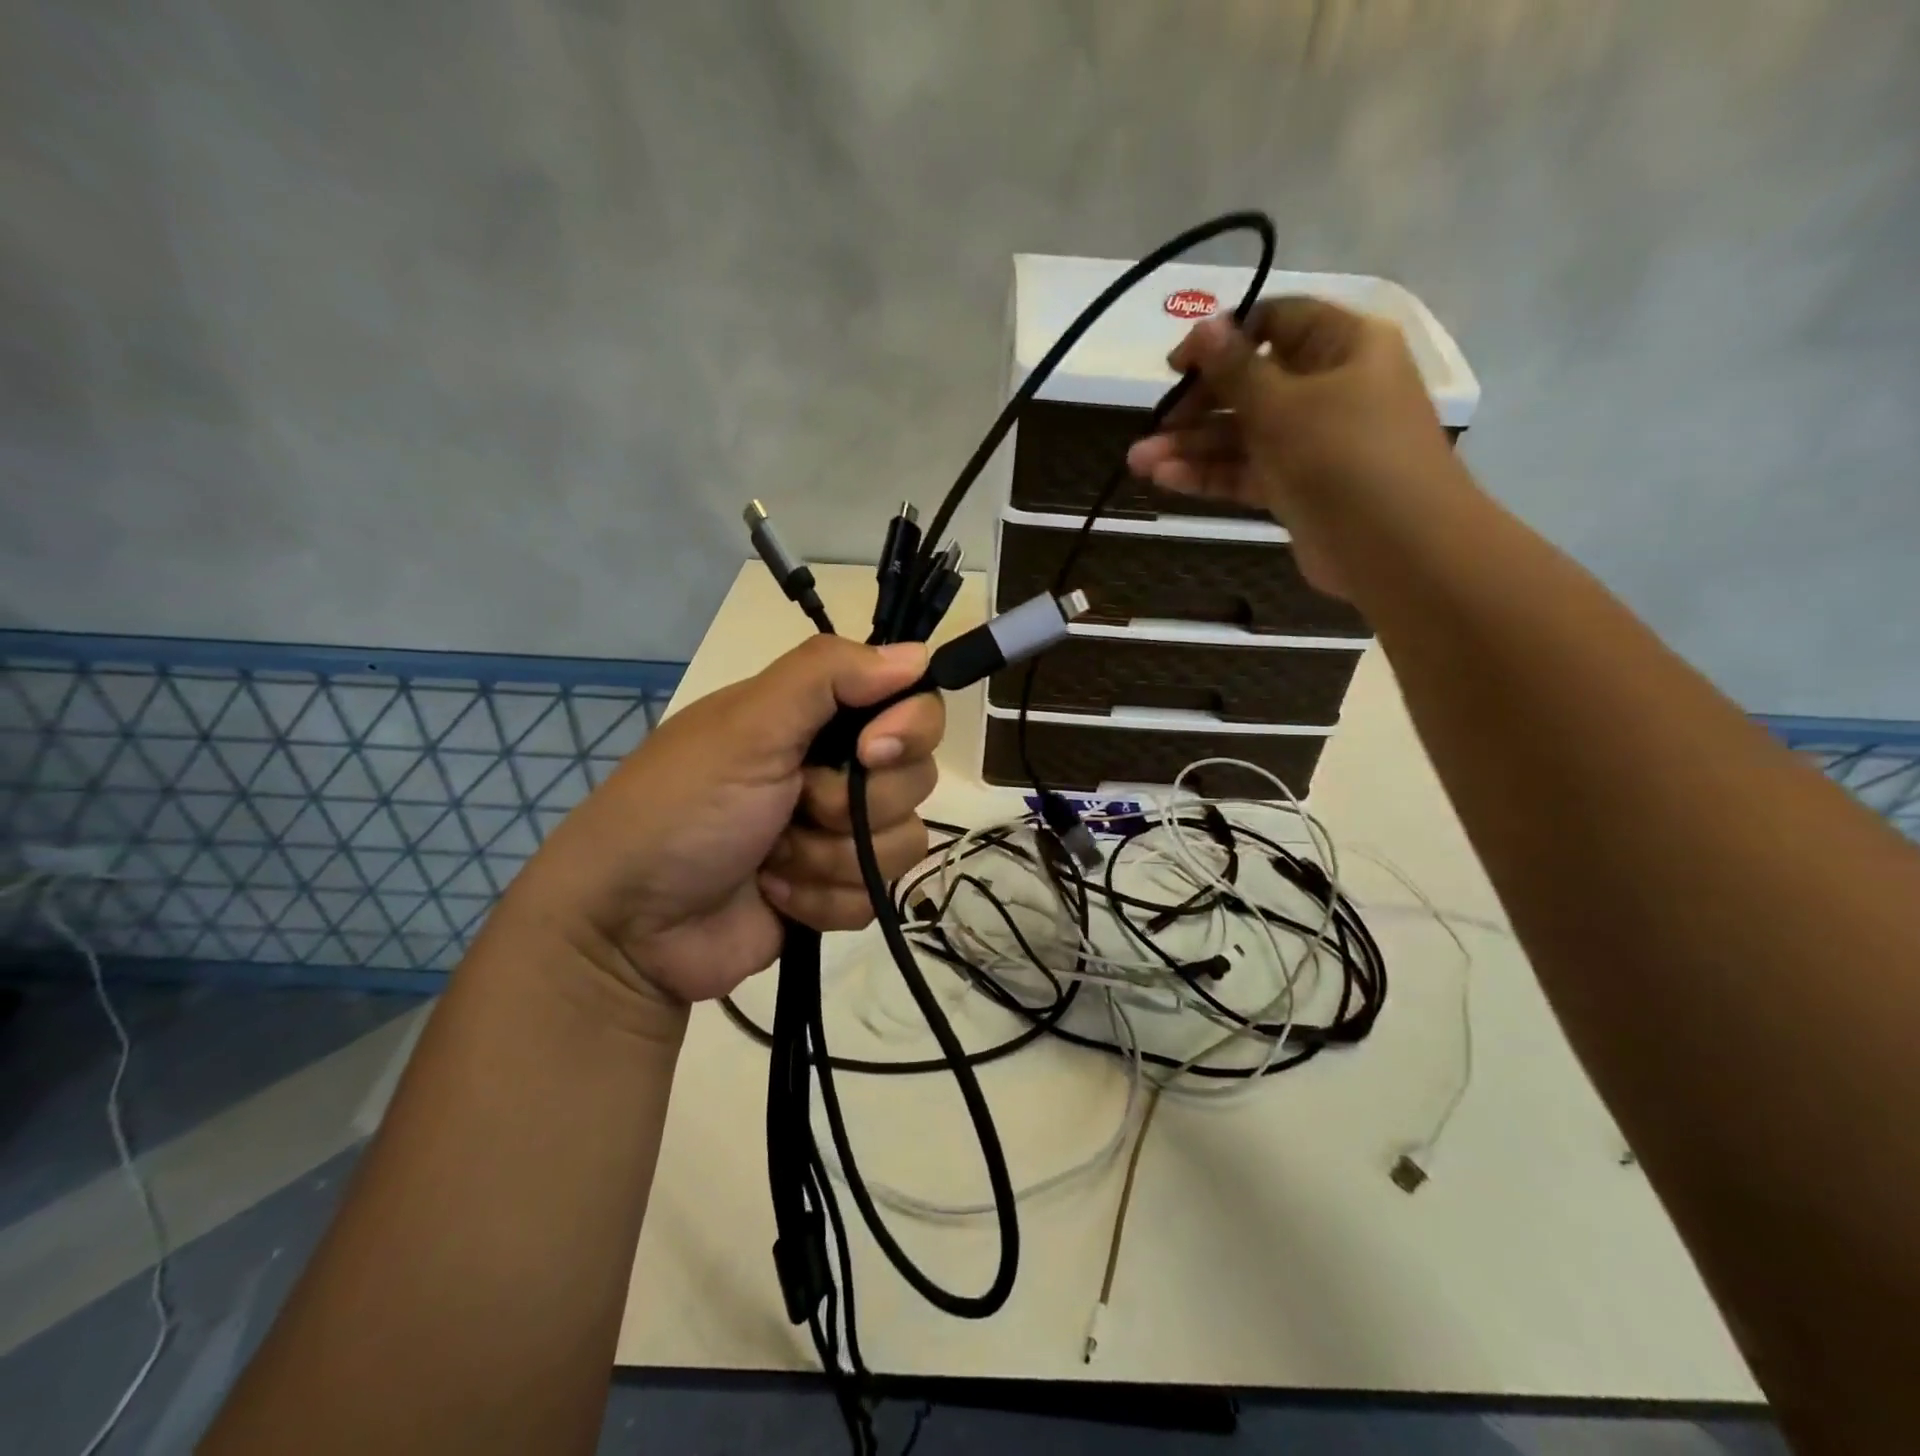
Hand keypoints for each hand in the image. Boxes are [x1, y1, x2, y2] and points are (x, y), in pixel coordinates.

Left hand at [500, 637, 942, 1003]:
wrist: (630, 928)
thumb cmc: (682, 809)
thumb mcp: (747, 726)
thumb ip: (828, 675)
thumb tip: (919, 653)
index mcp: (818, 718)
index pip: (912, 704)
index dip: (909, 727)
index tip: (870, 751)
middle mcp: (838, 769)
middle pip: (915, 777)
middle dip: (851, 805)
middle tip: (793, 806)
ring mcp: (841, 835)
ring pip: (902, 842)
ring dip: (829, 857)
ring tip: (770, 859)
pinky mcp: (839, 891)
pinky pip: (877, 894)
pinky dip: (823, 899)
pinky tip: (775, 894)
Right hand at [1125, 298, 1464, 598]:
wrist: (1395, 547)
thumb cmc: (1344, 455)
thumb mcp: (1283, 404)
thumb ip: (1235, 369)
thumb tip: (1204, 323)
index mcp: (1343, 346)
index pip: (1275, 323)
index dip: (1223, 338)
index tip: (1177, 365)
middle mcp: (1329, 388)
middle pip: (1251, 384)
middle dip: (1197, 405)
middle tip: (1155, 424)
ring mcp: (1312, 442)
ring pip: (1243, 435)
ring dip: (1191, 446)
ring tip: (1138, 461)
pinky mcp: (1297, 488)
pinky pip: (1247, 472)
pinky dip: (1209, 474)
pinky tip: (1165, 479)